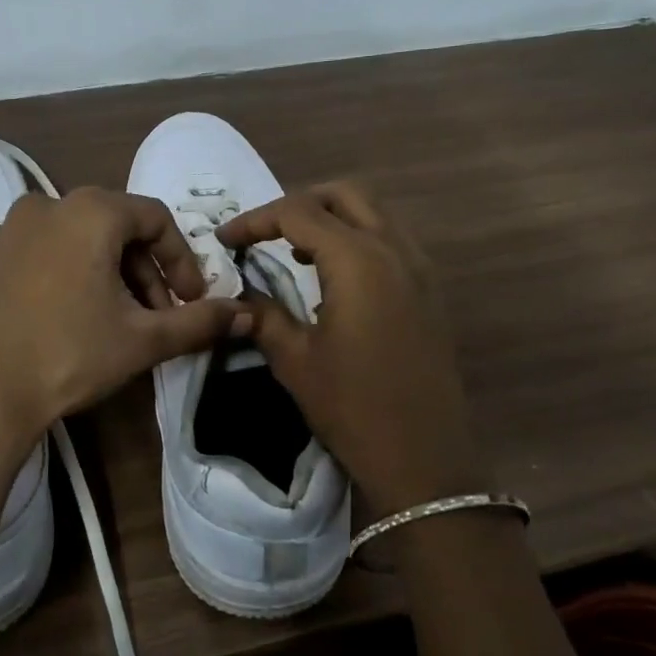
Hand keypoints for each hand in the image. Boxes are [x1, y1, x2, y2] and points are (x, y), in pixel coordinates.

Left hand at [0, 188, 241, 483]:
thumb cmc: (68, 356)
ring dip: (104, 273)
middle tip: (154, 314)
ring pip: (73, 240)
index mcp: (90, 211)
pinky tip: (60, 319)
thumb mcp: (142, 340)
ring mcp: (5, 230)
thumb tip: (246, 316)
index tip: (190, 300)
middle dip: (143, 270)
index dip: (182, 259)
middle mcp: (45, 205)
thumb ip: (198, 322)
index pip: (156, 219)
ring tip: (109, 319)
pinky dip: (60, 276)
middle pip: (114, 227)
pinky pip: (35, 254)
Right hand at [217, 183, 485, 513]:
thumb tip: (239, 295)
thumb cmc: (354, 408)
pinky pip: (392, 239)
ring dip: (332, 217)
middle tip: (265, 233)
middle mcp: (394, 250)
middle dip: (299, 203)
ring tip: (295, 252)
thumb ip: (264, 316)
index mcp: (358, 261)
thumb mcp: (296, 361)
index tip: (225, 240)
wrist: (425, 460)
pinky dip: (359, 237)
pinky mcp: (429, 290)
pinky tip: (335, 276)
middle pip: (344, 195)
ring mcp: (419, 268)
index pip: (298, 213)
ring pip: (374, 212)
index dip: (255, 220)